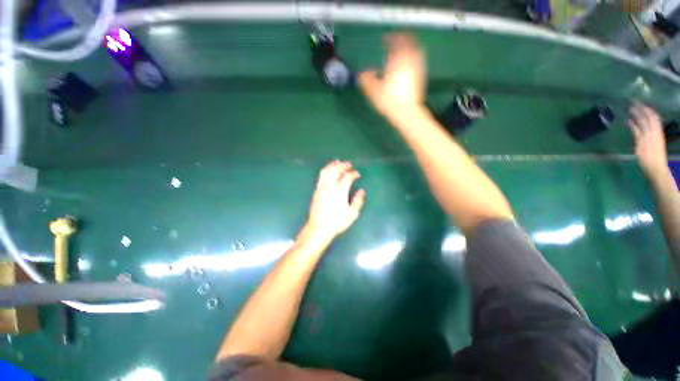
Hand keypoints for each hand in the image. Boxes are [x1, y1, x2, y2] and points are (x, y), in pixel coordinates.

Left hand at [305, 161, 365, 239]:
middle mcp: (330, 186)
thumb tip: (362, 191)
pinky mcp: (316, 190)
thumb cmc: (337, 222)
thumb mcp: (352, 213)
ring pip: (326, 171)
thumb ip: (358, 201)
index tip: (357, 174)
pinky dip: (326, 170)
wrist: (318, 227)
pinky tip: (329, 171)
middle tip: (348, 164)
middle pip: (336, 170)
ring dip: (333, 165)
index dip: (353, 173)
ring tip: (337, 162)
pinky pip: (321, 176)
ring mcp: (322, 187)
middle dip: (343, 165)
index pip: (347, 177)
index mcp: (340, 191)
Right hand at [359, 33, 425, 116]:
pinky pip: (418, 62)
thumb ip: (367, 79)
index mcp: (397, 61)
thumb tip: (363, 73)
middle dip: (403, 38)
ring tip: (404, 50)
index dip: (390, 38)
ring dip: (410, 47)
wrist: (406, 112)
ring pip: (416, 51)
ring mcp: (417, 69)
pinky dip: (414, 58)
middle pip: (410, 42)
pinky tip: (409, 64)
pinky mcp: (421, 77)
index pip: (396, 42)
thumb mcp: (373, 91)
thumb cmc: (389, 101)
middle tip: (397, 40)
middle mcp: (409, 61)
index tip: (386, 38)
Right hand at [629, 104, 668, 178]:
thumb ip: (638, 133)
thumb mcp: (641, 146)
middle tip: (632, 104)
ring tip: (634, 111)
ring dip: (642, 115)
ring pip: (649, 121)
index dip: (640, 108)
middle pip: (649, 117)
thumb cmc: (647, 158)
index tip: (632, 102)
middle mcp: (654, 130)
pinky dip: (641, 123)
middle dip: (641, 110)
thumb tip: (631, 121)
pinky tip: (635, 122)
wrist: (656, 169)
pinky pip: (647, 127)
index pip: (647, 115)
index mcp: (652, 131)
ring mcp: (654, 135)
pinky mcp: (653, 139)